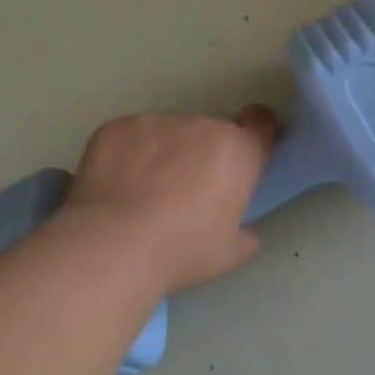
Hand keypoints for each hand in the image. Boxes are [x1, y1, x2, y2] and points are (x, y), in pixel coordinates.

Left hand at [62, 107, 278, 292]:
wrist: (113, 248)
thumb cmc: (183, 250)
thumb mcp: (232, 252)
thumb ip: (245, 229)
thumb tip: (241, 225)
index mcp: (238, 152)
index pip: (261, 123)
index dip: (255, 135)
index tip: (243, 157)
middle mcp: (202, 126)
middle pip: (211, 132)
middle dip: (203, 154)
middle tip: (186, 191)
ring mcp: (156, 122)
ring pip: (168, 132)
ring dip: (164, 152)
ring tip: (143, 190)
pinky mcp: (116, 127)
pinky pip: (130, 137)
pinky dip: (127, 154)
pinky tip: (116, 185)